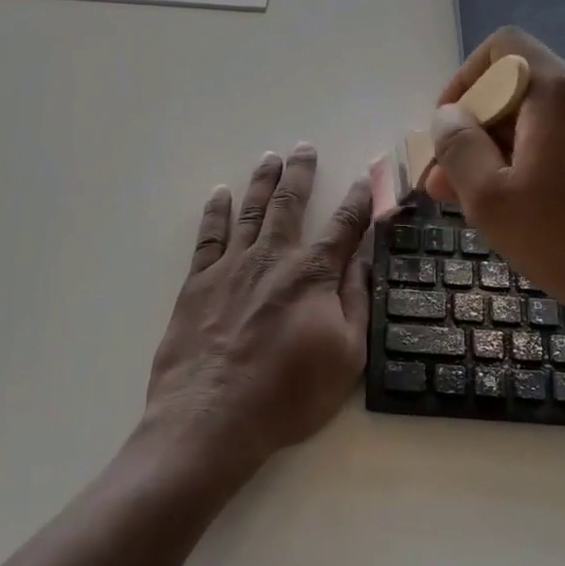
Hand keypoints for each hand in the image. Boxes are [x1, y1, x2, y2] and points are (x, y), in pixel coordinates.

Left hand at [145, 145, 373, 470]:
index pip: (343, 227)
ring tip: (270, 158)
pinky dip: (215, 211)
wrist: (212, 417)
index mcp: (312, 275)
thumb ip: (356, 301)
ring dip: (262, 181)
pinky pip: (208, 236)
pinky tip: (219, 193)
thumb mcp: (346, 356)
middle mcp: (272, 258)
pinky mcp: (198, 282)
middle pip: (289, 204)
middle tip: (304, 148)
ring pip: (250, 211)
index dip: (359, 201)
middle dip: (301, 174)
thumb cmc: (288, 394)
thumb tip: (366, 259)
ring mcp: (231, 266)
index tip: (366, 178)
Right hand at [423, 29, 564, 344]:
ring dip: (501, 152)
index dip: (463, 82)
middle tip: (444, 184)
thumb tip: (448, 117)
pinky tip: (520, 206)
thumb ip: (458, 147)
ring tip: (474, 202)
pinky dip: (536, 161)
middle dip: (475, 132)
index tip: (446, 131)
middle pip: (519, 89)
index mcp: (560, 91)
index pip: (502, 49)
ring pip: (541, 120)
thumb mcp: (490, 198)